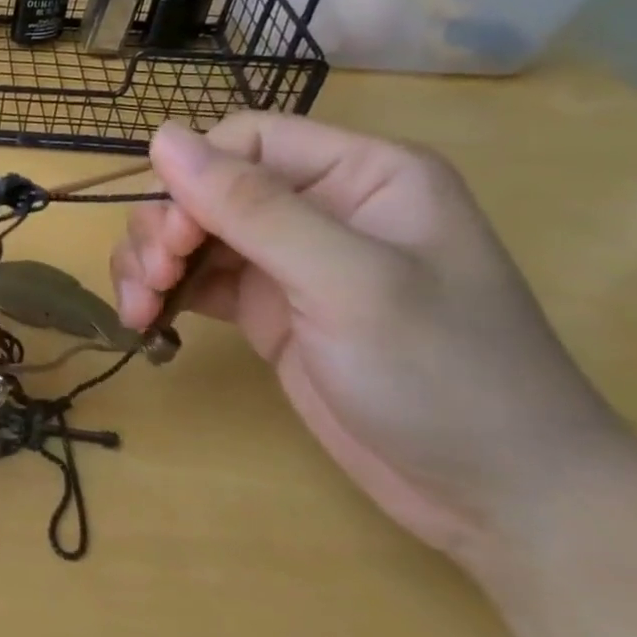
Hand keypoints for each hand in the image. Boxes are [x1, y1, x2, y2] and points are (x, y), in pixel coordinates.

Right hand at [110, 113, 627, 563]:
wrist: (497, 500)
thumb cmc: (443, 375)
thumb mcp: (347, 282)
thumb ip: (252, 207)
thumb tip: (161, 137)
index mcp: (360, 174)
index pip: (245, 141)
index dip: (193, 179)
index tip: (172, 241)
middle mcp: (321, 205)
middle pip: (207, 186)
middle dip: (164, 227)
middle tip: (152, 282)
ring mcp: (291, 260)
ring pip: (191, 231)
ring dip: (151, 261)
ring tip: (140, 309)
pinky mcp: (268, 309)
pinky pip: (196, 279)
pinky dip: (163, 293)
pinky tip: (147, 323)